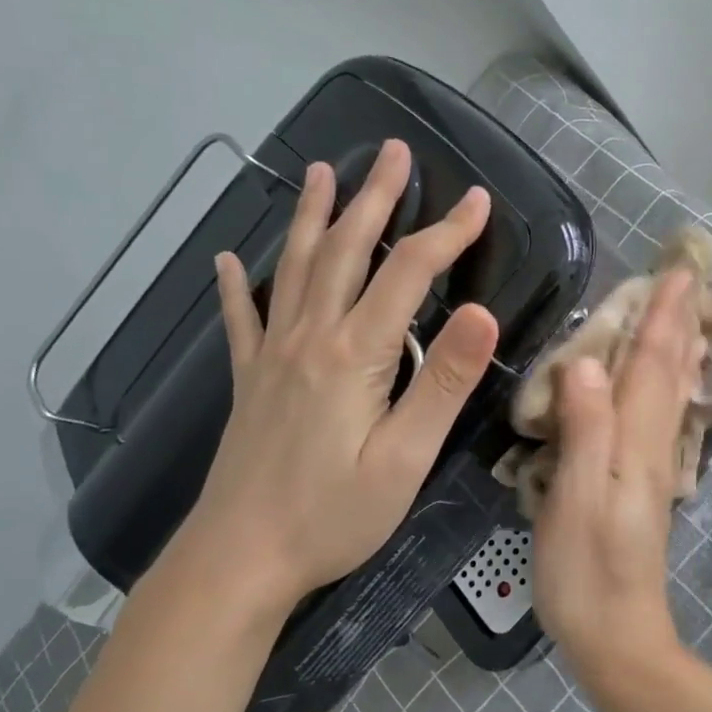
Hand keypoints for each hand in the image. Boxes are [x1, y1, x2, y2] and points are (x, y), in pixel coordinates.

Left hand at [178, 139, 499, 616]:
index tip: (479, 200)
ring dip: (311, 216)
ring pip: (295, 268)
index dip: (447, 233)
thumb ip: (442, 383)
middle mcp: (309, 338)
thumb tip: (484, 314)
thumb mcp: (405, 458)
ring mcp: (272, 356)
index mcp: (354, 354)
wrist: (239, 559)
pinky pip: (241, 320)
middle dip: (375, 198)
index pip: (408, 273)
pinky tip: (226, 261)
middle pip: (345, 250)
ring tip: (321, 171)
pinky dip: (237, 286)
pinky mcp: (249, 381)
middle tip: (394, 152)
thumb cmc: (332, 516)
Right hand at [531, 269, 705, 689]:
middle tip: (689, 279)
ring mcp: (651, 467)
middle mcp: (652, 447)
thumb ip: (586, 428)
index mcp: (636, 443)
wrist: (617, 638)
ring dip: (680, 350)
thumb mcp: (577, 498)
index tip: (677, 272)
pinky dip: (669, 387)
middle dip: (679, 323)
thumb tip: (588, 360)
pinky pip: (661, 417)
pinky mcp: (643, 486)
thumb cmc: (586, 572)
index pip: (652, 365)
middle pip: (670, 373)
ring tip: (688, 316)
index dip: (662, 317)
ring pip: (670, 394)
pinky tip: (667, 385)